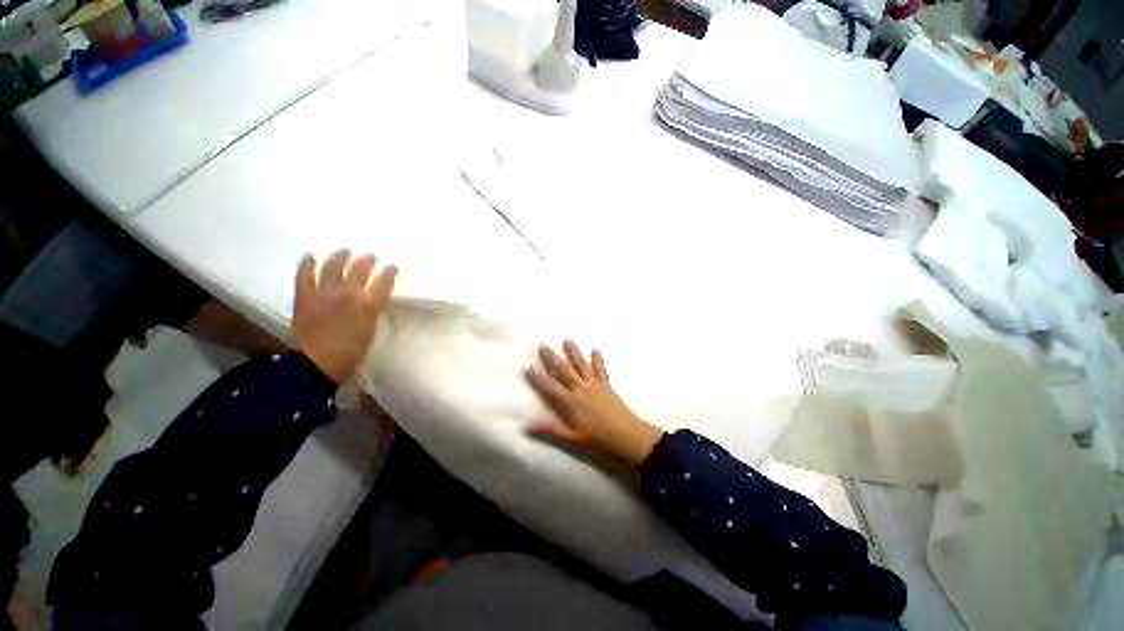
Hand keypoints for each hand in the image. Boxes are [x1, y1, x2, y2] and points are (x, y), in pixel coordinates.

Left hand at [292, 249, 397, 384]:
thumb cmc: (350, 354)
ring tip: (344, 250)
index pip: (383, 283)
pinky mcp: (305, 297)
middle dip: (366, 261)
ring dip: (339, 257)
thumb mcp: (370, 333)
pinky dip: (307, 264)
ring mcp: (324, 294)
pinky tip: (310, 255)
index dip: (388, 272)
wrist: (316, 365)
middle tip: (370, 256)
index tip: (392, 266)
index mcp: (368, 306)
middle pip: (359, 270)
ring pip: (333, 267)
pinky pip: (304, 276)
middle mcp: (348, 295)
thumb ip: (371, 314)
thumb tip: (371, 303)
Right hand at [527, 340, 663, 466]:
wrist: (628, 436)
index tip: (528, 367)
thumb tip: (528, 426)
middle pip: (564, 370)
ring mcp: (595, 385)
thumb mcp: (573, 438)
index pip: (551, 388)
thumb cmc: (599, 439)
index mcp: (572, 402)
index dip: (538, 378)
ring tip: (567, 339)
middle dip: (551, 358)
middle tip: (542, 345)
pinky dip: (597, 359)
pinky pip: (601, 370)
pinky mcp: (606, 385)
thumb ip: (551, 429)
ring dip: (573, 352)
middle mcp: (581, 389)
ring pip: (581, 365)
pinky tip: (595, 349)